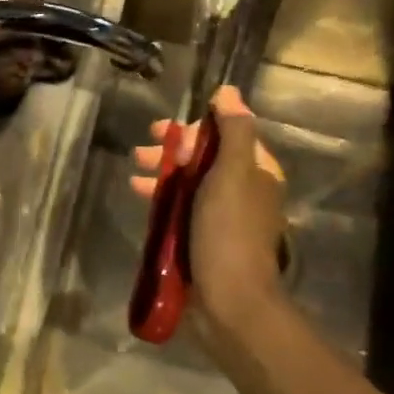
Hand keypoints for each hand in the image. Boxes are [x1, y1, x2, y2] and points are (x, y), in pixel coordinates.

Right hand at [131, 84, 287, 357]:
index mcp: (257, 171)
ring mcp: (223, 217)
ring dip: (162, 174)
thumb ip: (233, 130)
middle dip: (172, 151)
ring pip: (190, 183)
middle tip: (142, 153)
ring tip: (135, 178)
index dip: (195, 130)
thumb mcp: (232, 173)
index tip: (168, 135)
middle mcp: (244, 190)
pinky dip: (162, 199)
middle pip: (205, 157)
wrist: (231, 302)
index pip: (226, 134)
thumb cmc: (230, 231)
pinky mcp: (205, 239)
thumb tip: (228, 91)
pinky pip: (182, 208)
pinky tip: (140, 199)